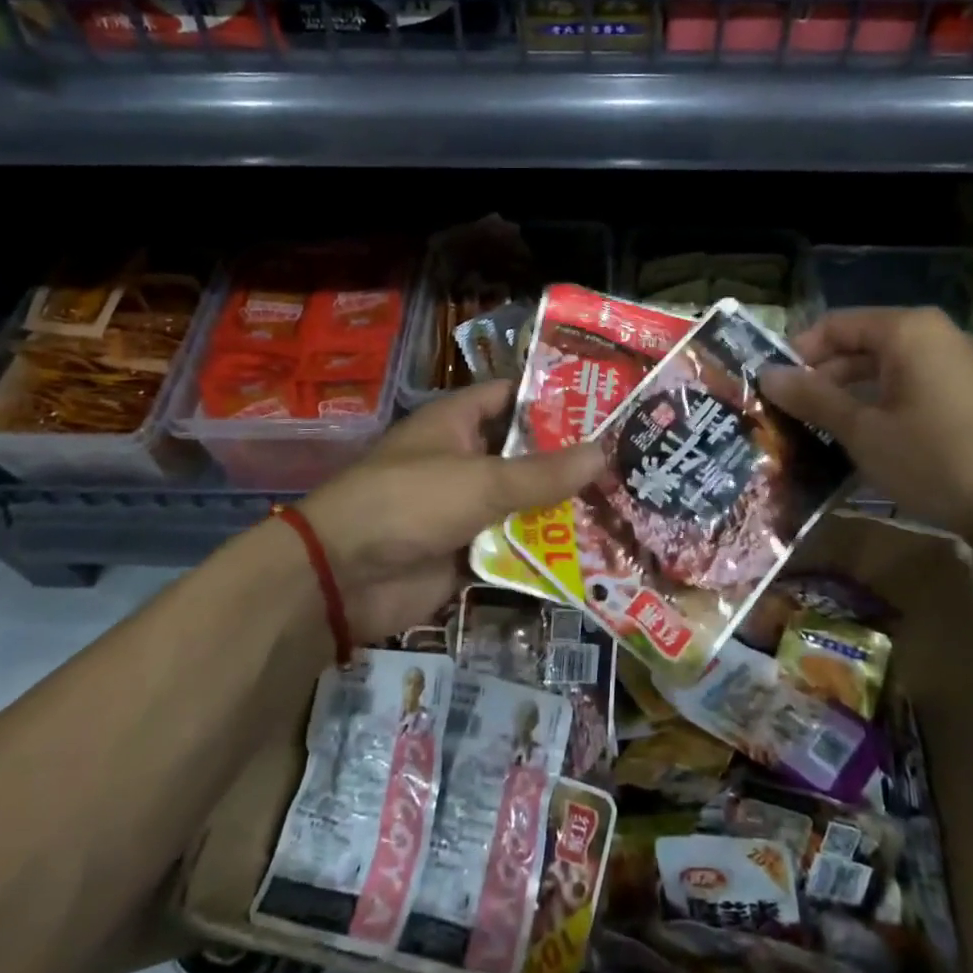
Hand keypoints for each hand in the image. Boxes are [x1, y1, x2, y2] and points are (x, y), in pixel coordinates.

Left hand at [298, 381, 604, 641]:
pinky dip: (542, 551)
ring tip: (624, 506)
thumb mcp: (482, 481)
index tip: (605, 402)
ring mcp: (463, 507)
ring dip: (561, 509)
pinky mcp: (465, 551)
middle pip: (523, 453)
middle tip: (629, 461)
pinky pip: (511, 546)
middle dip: (568, 460)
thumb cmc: (410, 503)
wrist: (343, 577)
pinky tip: (591, 554)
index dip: (553, 396)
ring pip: (521, 503)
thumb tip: (603, 452)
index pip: (510, 396)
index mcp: (455, 422)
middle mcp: (462, 459)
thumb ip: (543, 473)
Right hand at [759, 307, 972, 542]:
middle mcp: (933, 337)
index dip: (797, 353)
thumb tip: (767, 375)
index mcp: (907, 330)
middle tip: (787, 415)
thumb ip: (813, 398)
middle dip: (821, 379)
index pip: (834, 326)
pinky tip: (859, 445)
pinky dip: (880, 411)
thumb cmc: (936, 458)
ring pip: (884, 373)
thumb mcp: (863, 430)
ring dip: (847, 399)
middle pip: (859, 347)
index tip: (770, 387)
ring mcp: (955, 368)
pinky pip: (909, 392)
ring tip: (815, 433)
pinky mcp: (969, 400)